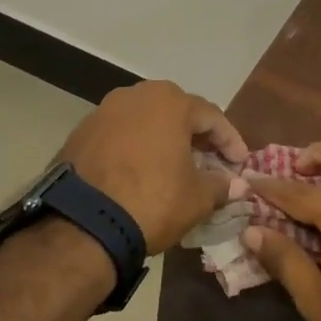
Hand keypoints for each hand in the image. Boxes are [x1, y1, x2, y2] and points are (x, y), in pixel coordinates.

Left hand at [59, 80, 248, 252]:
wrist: (82, 226)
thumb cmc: (151, 201)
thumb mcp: (197, 198)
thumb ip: (221, 185)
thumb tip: (237, 184)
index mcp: (170, 101)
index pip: (212, 116)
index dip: (230, 141)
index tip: (240, 163)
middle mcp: (136, 95)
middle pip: (177, 112)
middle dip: (197, 136)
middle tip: (210, 161)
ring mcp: (104, 111)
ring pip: (146, 121)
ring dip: (164, 140)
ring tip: (175, 166)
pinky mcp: (81, 132)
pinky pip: (120, 134)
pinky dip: (136, 148)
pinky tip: (141, 172)